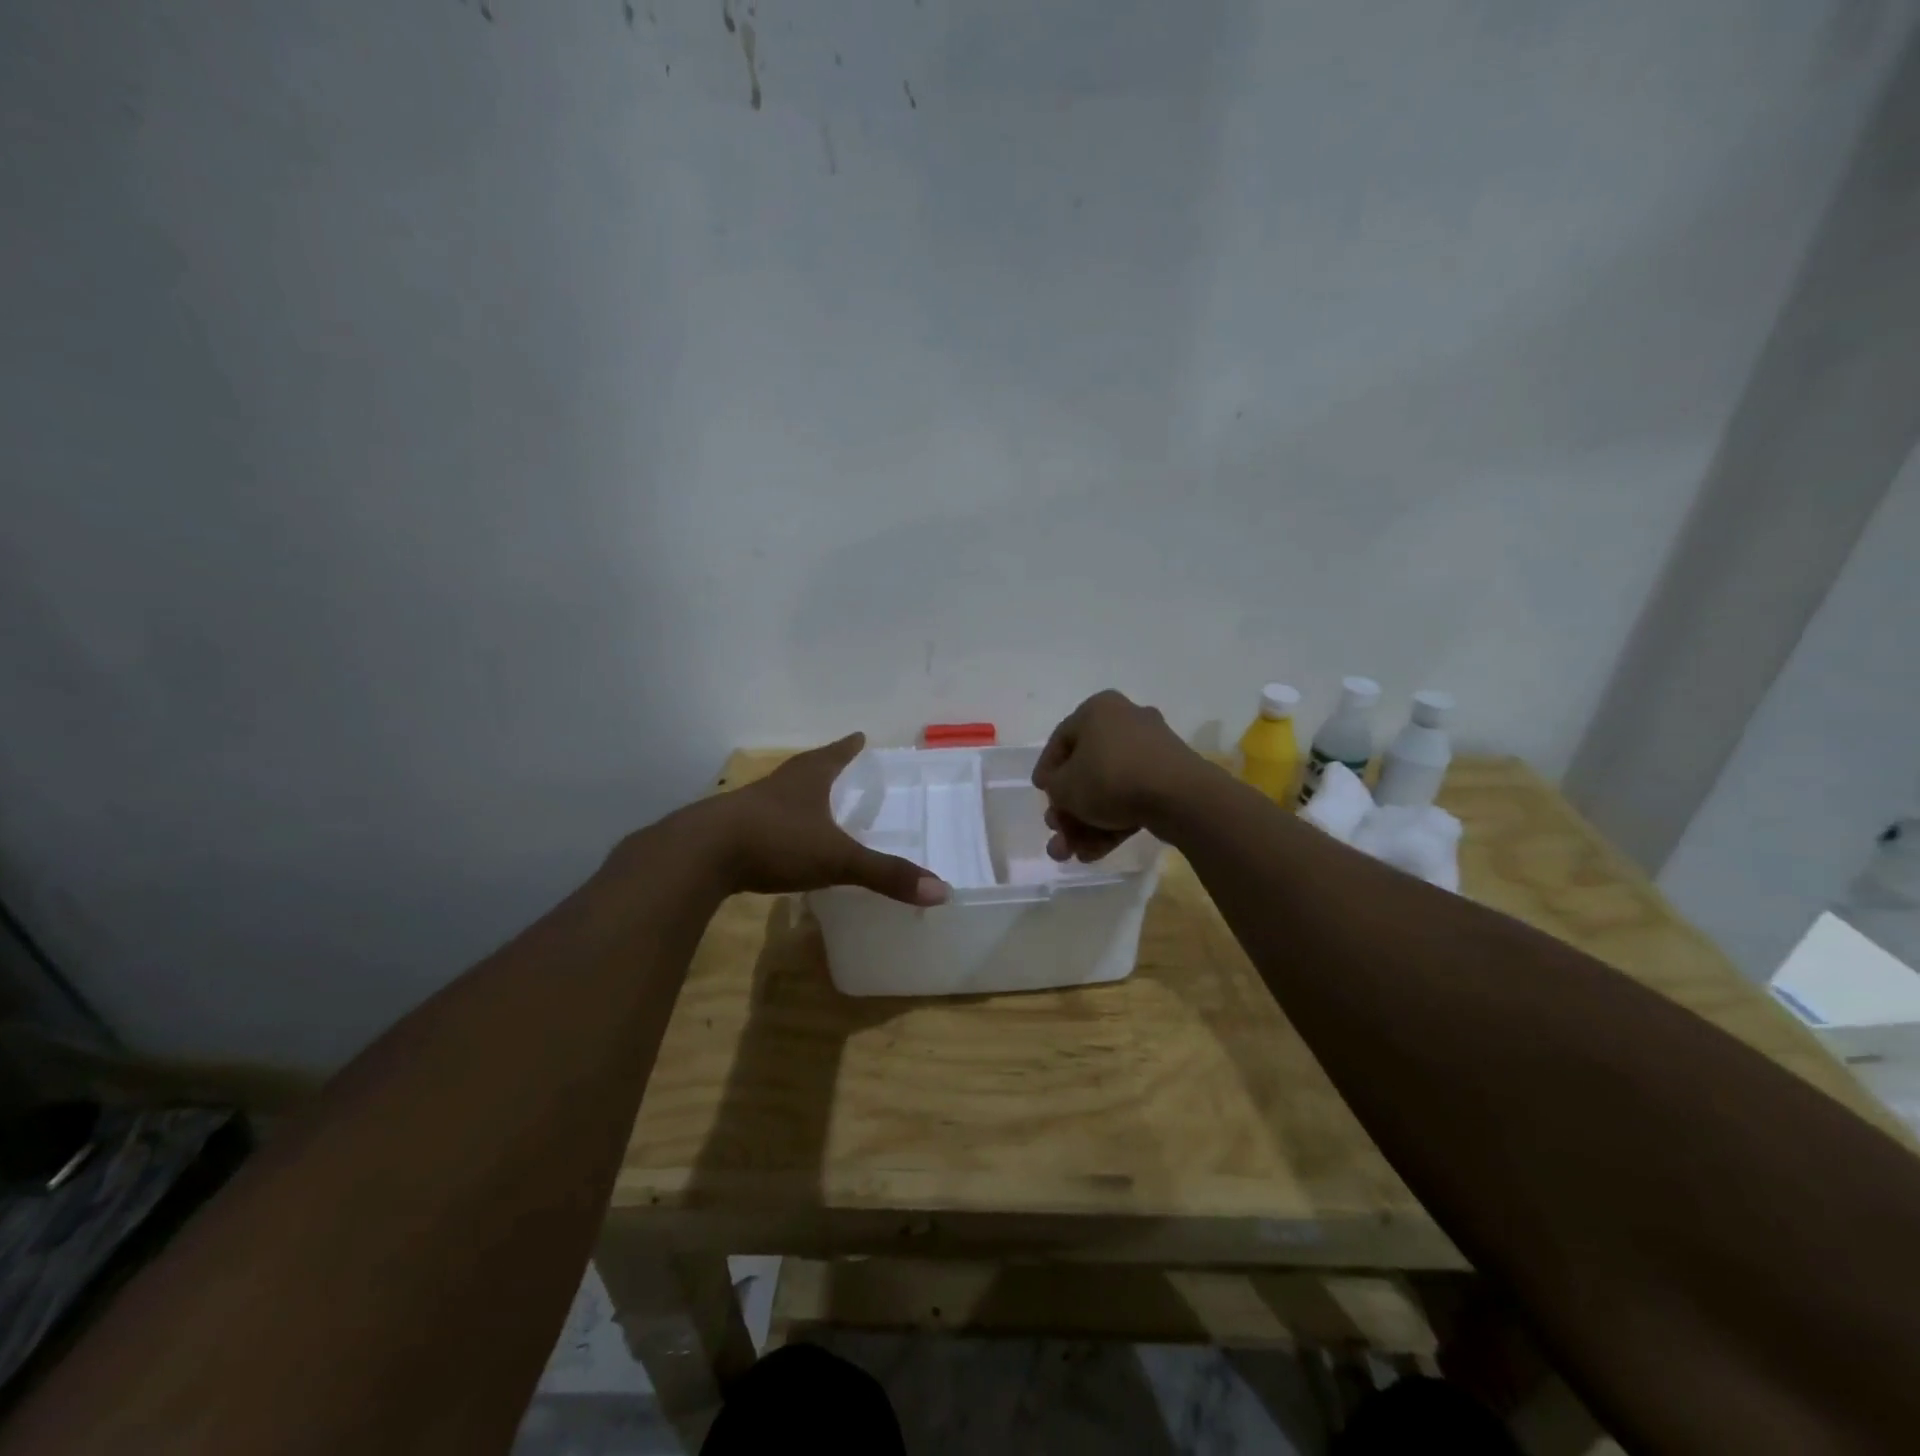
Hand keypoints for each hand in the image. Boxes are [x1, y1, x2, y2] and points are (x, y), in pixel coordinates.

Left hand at [709, 734, 948, 905]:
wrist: (700, 855)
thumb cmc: (776, 842)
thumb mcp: (837, 859)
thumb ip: (885, 874)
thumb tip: (942, 890)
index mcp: (807, 780)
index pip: (834, 754)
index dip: (849, 747)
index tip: (860, 736)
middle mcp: (779, 785)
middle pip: (806, 768)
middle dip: (824, 766)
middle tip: (839, 764)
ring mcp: (750, 806)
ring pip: (781, 793)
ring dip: (798, 794)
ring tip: (812, 802)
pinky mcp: (729, 831)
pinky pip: (761, 821)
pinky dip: (777, 825)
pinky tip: (780, 842)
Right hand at [1032, 691, 1208, 861]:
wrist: (1179, 797)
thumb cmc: (1111, 778)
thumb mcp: (1064, 786)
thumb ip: (1054, 787)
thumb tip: (1061, 790)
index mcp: (1098, 710)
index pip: (1061, 739)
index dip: (1047, 769)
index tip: (1041, 793)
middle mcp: (1126, 722)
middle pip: (1086, 770)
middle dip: (1068, 808)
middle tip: (1056, 831)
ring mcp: (1152, 751)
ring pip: (1108, 790)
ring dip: (1086, 823)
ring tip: (1072, 855)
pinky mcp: (1170, 779)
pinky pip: (1132, 799)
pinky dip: (1112, 823)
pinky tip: (1094, 853)